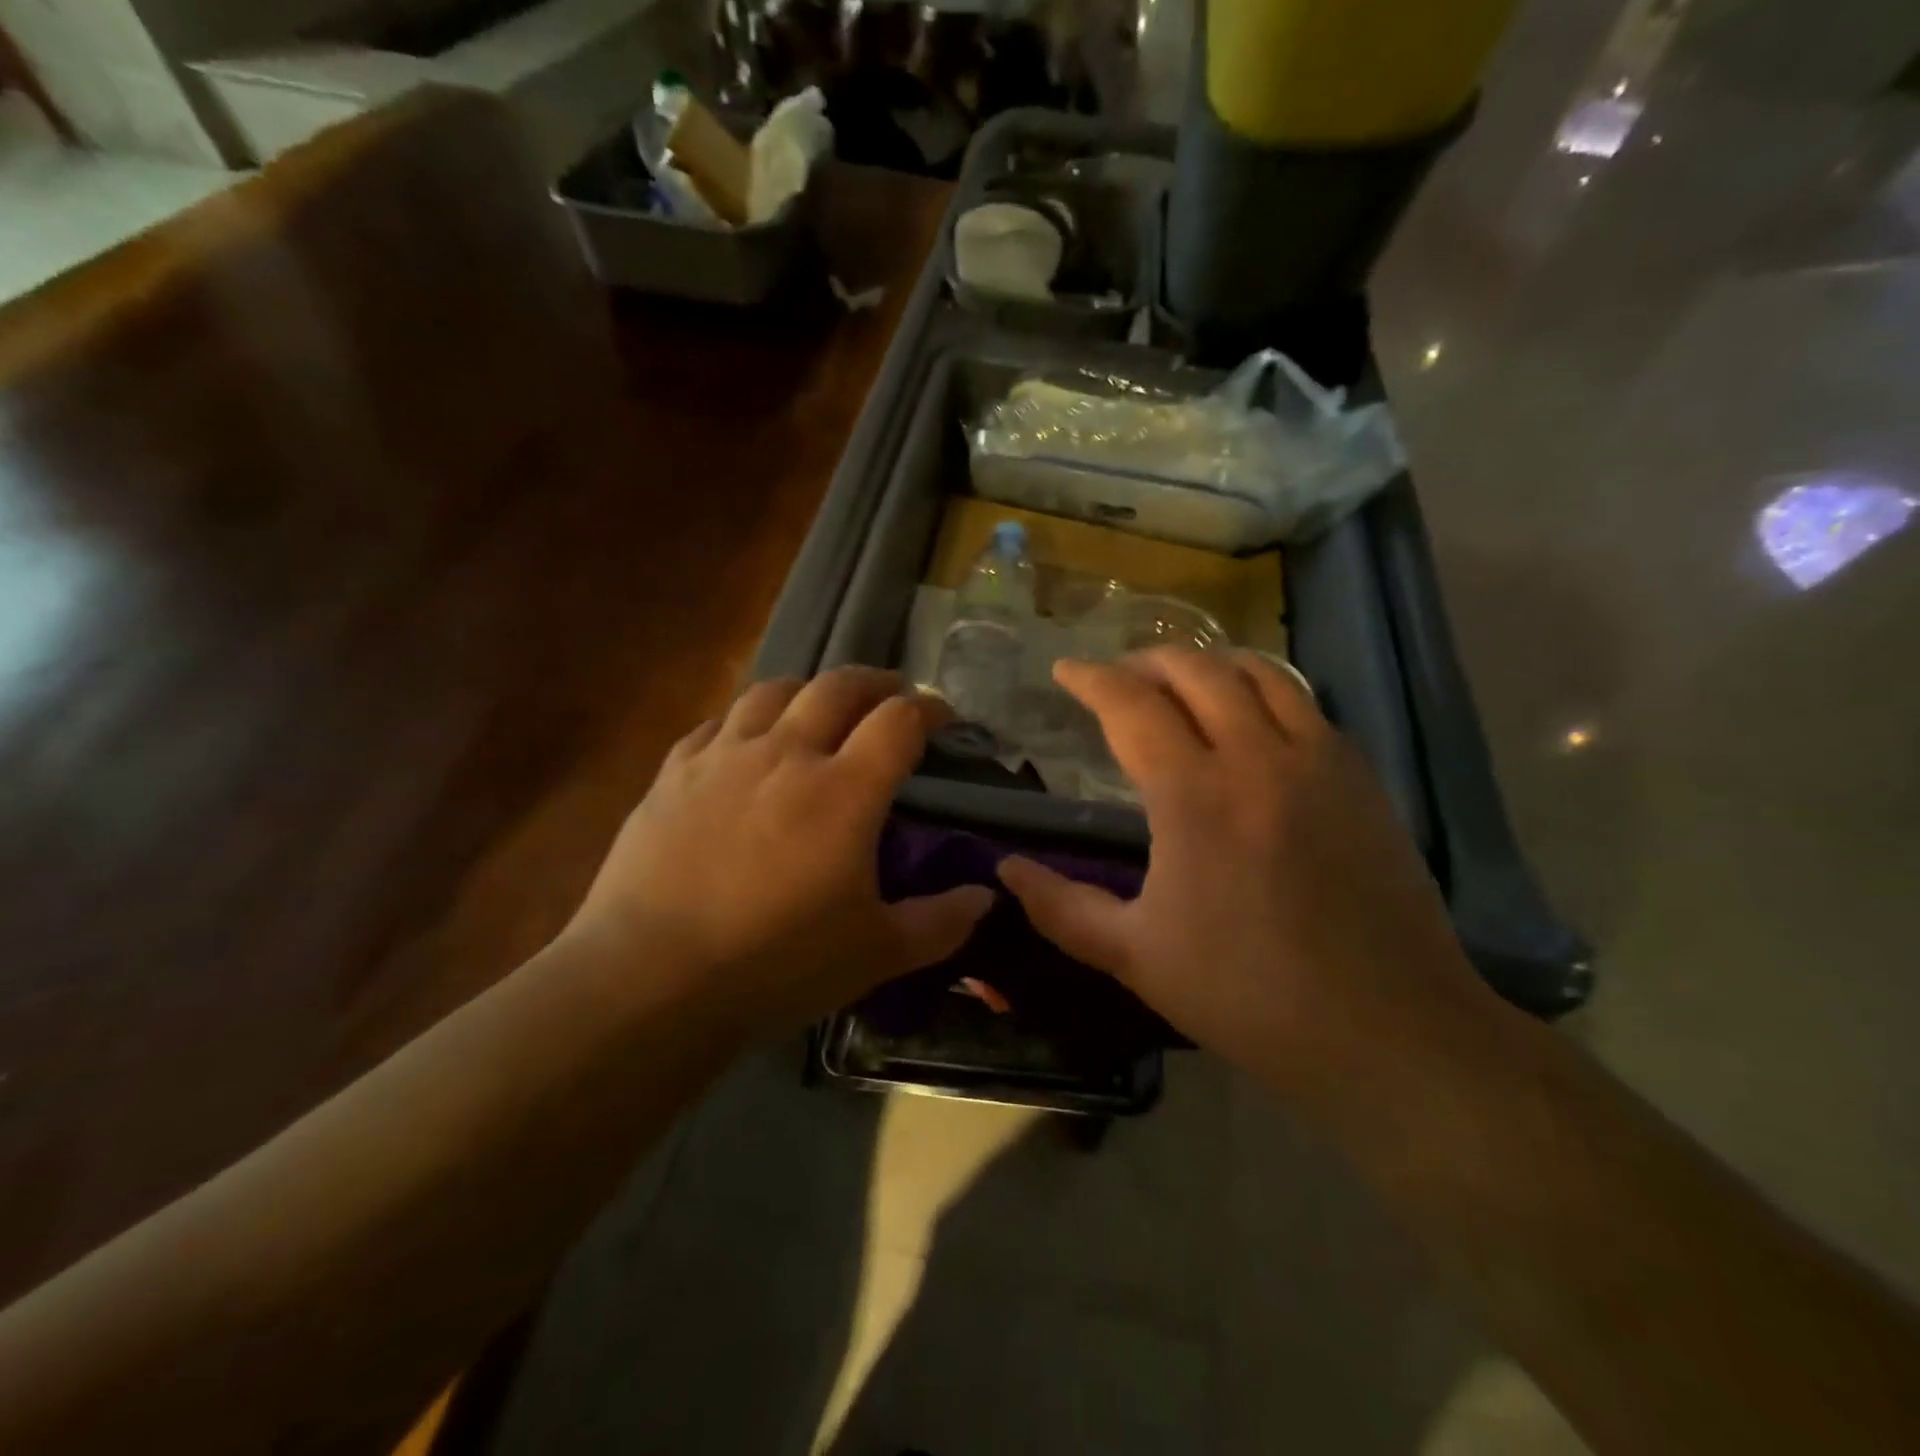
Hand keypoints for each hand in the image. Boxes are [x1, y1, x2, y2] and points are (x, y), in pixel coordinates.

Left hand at [567, 668, 992, 1040]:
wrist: (651, 980)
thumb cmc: (777, 965)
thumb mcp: (877, 954)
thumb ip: (941, 922)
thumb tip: (987, 895)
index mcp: (844, 790)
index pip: (899, 720)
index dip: (929, 709)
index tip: (942, 718)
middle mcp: (786, 754)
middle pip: (837, 686)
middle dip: (874, 682)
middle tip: (890, 696)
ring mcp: (723, 758)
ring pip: (773, 691)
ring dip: (808, 690)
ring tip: (819, 708)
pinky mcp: (673, 774)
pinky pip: (715, 724)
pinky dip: (744, 721)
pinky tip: (744, 743)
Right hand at [997, 650, 1489, 1095]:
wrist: (1390, 1031)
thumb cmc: (1249, 995)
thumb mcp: (1136, 957)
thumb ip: (1062, 908)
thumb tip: (1006, 869)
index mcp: (1196, 797)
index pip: (1133, 706)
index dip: (1092, 679)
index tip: (1066, 670)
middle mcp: (1259, 758)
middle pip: (1197, 672)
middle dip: (1146, 661)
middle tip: (1117, 675)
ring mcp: (1319, 762)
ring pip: (1259, 673)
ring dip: (1208, 664)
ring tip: (1179, 680)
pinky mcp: (1361, 779)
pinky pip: (1304, 703)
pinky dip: (1262, 689)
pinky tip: (1249, 718)